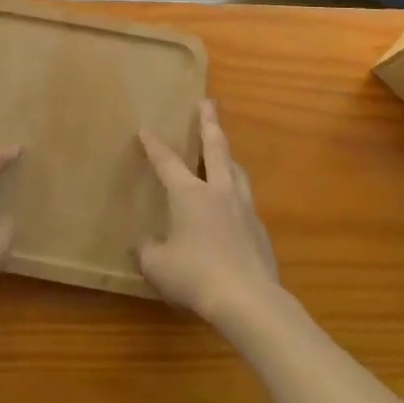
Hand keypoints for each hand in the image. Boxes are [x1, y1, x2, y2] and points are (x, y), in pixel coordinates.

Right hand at [137, 100, 281, 325]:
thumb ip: (147, 251)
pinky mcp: (259, 229)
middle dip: (209, 123)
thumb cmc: (196, 276)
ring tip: (224, 149)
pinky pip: (245, 200)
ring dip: (228, 155)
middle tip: (208, 103)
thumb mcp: (158, 266)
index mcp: (189, 194)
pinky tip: (233, 205)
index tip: (146, 129)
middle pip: (215, 148)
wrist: (248, 299)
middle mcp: (218, 191)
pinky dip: (236, 193)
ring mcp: (243, 208)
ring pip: (236, 170)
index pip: (167, 162)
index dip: (154, 146)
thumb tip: (143, 245)